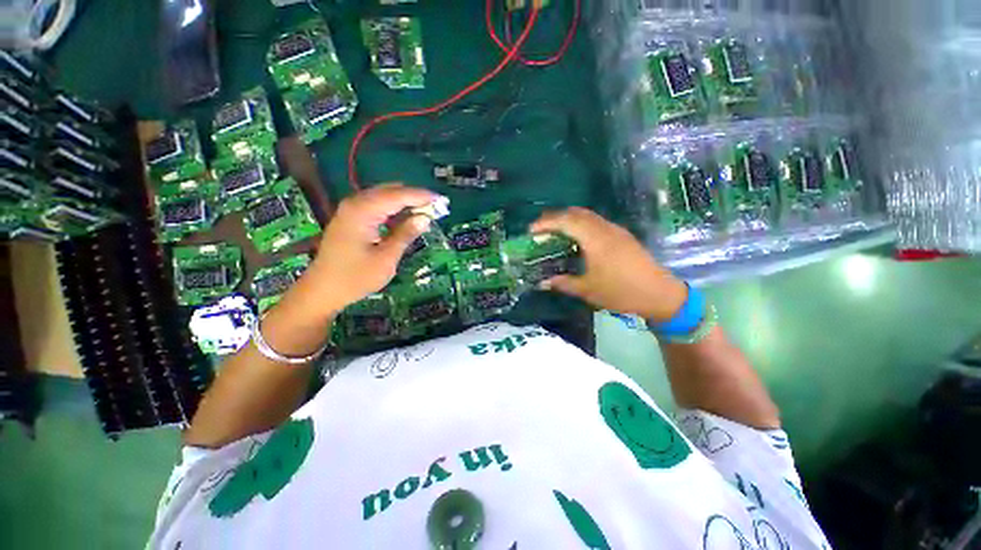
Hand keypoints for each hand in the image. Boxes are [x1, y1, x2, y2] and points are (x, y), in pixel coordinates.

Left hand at [290, 184, 436, 318]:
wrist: (322, 290)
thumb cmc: (355, 277)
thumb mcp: (386, 258)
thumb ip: (405, 235)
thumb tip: (425, 218)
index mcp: (363, 211)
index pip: (398, 195)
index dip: (421, 196)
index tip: (442, 200)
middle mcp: (355, 204)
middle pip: (390, 191)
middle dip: (414, 197)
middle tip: (436, 207)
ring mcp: (351, 210)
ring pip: (384, 196)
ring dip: (405, 202)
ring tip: (426, 211)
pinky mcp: (351, 218)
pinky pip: (377, 205)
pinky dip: (394, 209)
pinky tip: (405, 217)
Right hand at [530, 207, 688, 321]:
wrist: (660, 293)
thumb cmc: (621, 291)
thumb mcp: (588, 290)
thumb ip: (563, 283)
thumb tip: (543, 282)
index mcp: (595, 239)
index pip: (565, 221)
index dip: (546, 222)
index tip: (531, 231)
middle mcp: (605, 229)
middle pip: (576, 213)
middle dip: (555, 217)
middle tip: (540, 229)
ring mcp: (616, 230)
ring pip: (587, 215)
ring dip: (569, 219)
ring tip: (555, 232)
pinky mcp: (622, 235)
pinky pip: (596, 221)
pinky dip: (581, 224)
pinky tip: (577, 238)